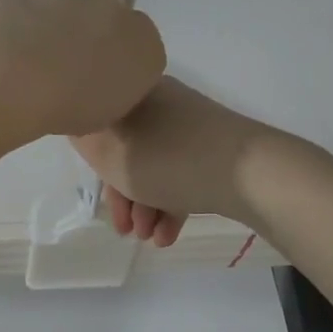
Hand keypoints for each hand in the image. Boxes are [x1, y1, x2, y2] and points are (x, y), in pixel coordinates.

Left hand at [0, 0, 165, 140]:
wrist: (1, 85)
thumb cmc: (80, 82)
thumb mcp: (141, 68)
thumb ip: (137, 42)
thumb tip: (119, 36)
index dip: (106, 28)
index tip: (97, 62)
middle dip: (62, 25)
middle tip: (59, 70)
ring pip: (21, 7)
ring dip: (23, 31)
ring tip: (19, 77)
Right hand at [71, 77, 266, 246]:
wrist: (253, 172)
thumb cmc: (169, 159)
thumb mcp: (110, 152)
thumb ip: (84, 138)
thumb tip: (79, 126)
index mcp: (134, 94)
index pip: (99, 121)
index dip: (92, 160)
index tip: (96, 190)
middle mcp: (162, 105)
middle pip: (127, 151)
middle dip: (122, 195)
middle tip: (122, 228)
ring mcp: (191, 129)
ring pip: (154, 168)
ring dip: (144, 206)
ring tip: (147, 237)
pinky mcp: (213, 152)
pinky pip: (180, 177)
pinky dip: (169, 205)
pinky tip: (166, 237)